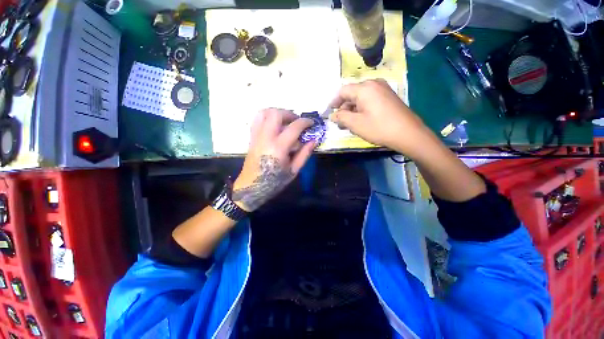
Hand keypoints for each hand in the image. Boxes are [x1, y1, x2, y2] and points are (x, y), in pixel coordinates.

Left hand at [232, 108, 316, 211]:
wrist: (251, 188)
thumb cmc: (275, 182)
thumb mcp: (294, 171)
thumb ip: (304, 154)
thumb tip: (314, 140)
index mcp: (278, 148)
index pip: (294, 127)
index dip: (305, 122)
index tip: (311, 123)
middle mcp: (266, 138)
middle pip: (276, 114)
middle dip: (289, 114)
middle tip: (297, 122)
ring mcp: (256, 136)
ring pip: (264, 113)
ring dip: (277, 113)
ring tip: (286, 121)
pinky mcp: (252, 138)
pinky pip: (257, 120)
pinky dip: (267, 117)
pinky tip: (275, 125)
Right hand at [329, 79, 434, 157]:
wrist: (408, 133)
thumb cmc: (379, 128)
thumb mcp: (355, 124)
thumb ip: (341, 117)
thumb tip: (332, 115)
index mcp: (364, 88)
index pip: (343, 91)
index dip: (334, 102)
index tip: (329, 113)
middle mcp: (374, 84)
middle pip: (352, 94)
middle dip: (344, 108)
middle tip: (339, 122)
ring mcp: (383, 89)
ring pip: (361, 98)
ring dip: (352, 110)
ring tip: (349, 124)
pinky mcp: (388, 97)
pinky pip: (370, 100)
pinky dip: (362, 109)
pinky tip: (361, 120)